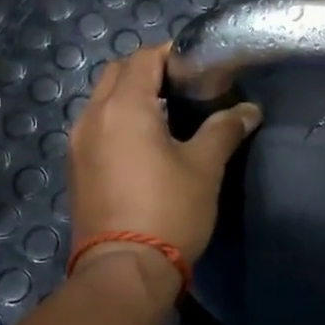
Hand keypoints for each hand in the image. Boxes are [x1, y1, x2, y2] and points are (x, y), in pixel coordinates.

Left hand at [67, 44, 262, 287]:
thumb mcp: (204, 167)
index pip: (143, 58)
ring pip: (102, 100)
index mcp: (123, 106)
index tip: (197, 65)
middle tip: (182, 87)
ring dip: (129, 96)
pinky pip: (96, 126)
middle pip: (117, 73)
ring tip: (165, 114)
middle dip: (147, 70)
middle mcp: (93, 116)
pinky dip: (117, 120)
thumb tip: (249, 111)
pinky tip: (143, 143)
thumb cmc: (168, 211)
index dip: (170, 54)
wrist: (124, 270)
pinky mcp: (75, 167)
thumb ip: (224, 130)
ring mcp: (78, 143)